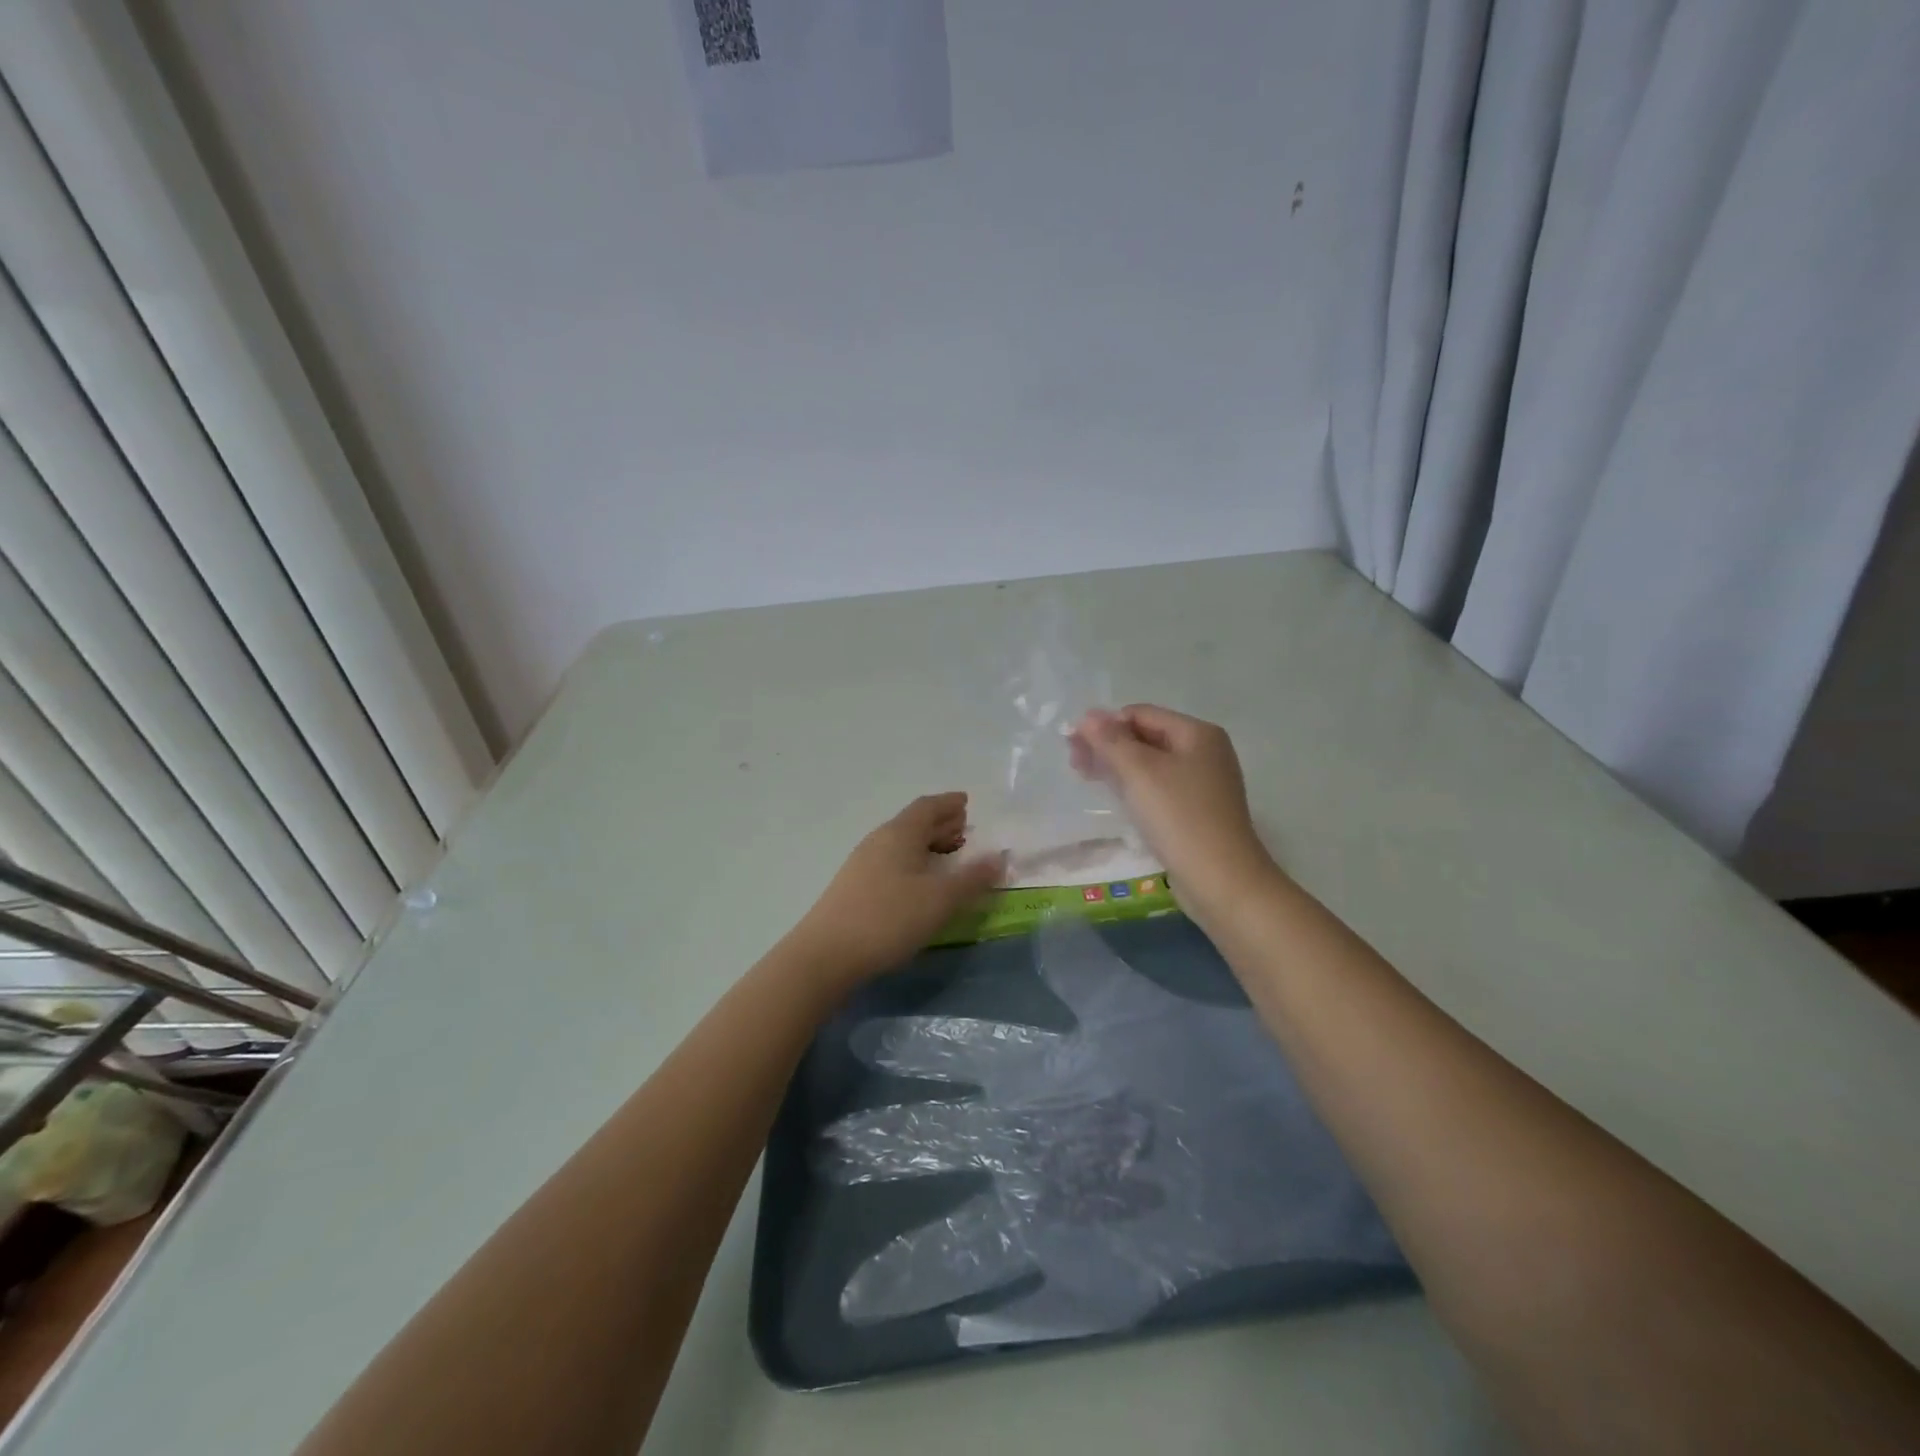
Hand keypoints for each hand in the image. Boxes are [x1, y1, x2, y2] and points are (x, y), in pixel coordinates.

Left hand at [789, 793, 1005, 987]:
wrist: (826, 954)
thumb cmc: (888, 918)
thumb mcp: (940, 899)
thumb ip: (972, 878)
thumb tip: (999, 857)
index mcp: (900, 833)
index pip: (927, 806)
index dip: (949, 803)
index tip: (967, 802)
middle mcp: (879, 840)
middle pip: (914, 823)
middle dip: (941, 824)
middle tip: (965, 830)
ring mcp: (862, 863)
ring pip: (902, 844)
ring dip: (927, 845)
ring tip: (948, 856)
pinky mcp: (854, 887)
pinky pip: (892, 861)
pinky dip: (913, 862)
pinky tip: (920, 883)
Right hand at [1068, 705, 1279, 926]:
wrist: (1221, 880)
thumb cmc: (1179, 817)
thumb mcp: (1139, 772)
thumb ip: (1110, 740)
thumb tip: (1087, 715)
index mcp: (1197, 733)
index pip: (1140, 714)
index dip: (1104, 724)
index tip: (1073, 745)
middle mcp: (1205, 752)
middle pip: (1146, 736)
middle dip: (1108, 745)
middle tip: (1073, 762)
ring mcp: (1203, 783)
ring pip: (1151, 764)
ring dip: (1117, 766)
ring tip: (1085, 777)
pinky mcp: (1197, 811)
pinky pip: (1159, 788)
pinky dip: (1134, 786)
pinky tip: (1115, 797)